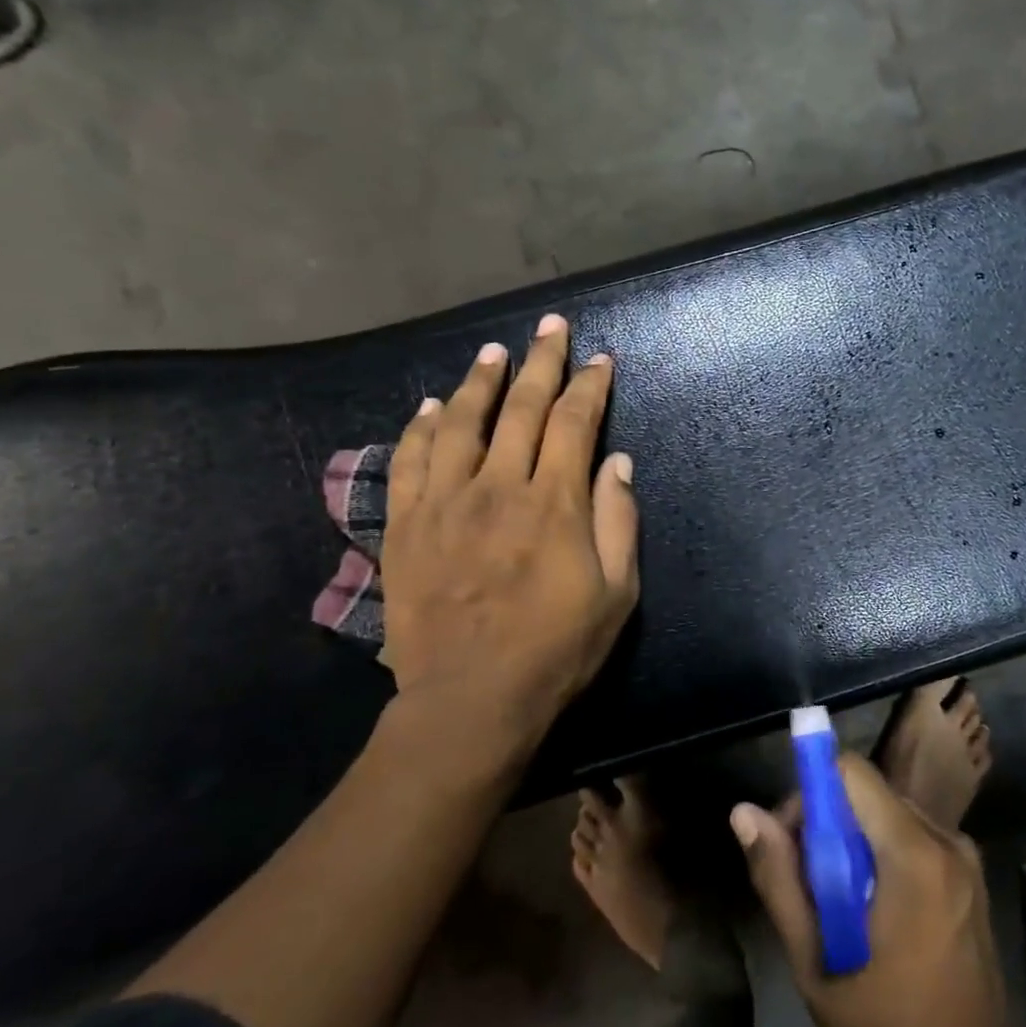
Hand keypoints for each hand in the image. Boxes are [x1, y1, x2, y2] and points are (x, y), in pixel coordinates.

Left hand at [378, 314, 639, 757]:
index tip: (600, 360)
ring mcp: (446, 502)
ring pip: (462, 422)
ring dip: (480, 381)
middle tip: (551, 327)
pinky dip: (421, 427)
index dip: (590, 386)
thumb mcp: (616, 593)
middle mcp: (498, 486)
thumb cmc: (556, 650)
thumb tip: (617, 460)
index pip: (575, 423)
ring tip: (494, 353)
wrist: (470, 699)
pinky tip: (430, 406)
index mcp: (554, 502)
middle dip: (541, 361)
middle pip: (522, 407)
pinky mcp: (407, 525)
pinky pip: (411, 461)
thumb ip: (618, 520)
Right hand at [732, 756, 1015, 1026]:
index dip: (810, 793)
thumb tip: (743, 812)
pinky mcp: (971, 874)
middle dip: (826, 822)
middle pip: (867, 792)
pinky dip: (880, 853)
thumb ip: (779, 882)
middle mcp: (946, 839)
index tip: (791, 842)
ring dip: (852, 840)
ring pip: (887, 812)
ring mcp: (965, 857)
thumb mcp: (817, 967)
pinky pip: (911, 834)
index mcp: (914, 854)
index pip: (850, 772)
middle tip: (806, 885)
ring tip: (837, 906)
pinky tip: (872, 911)